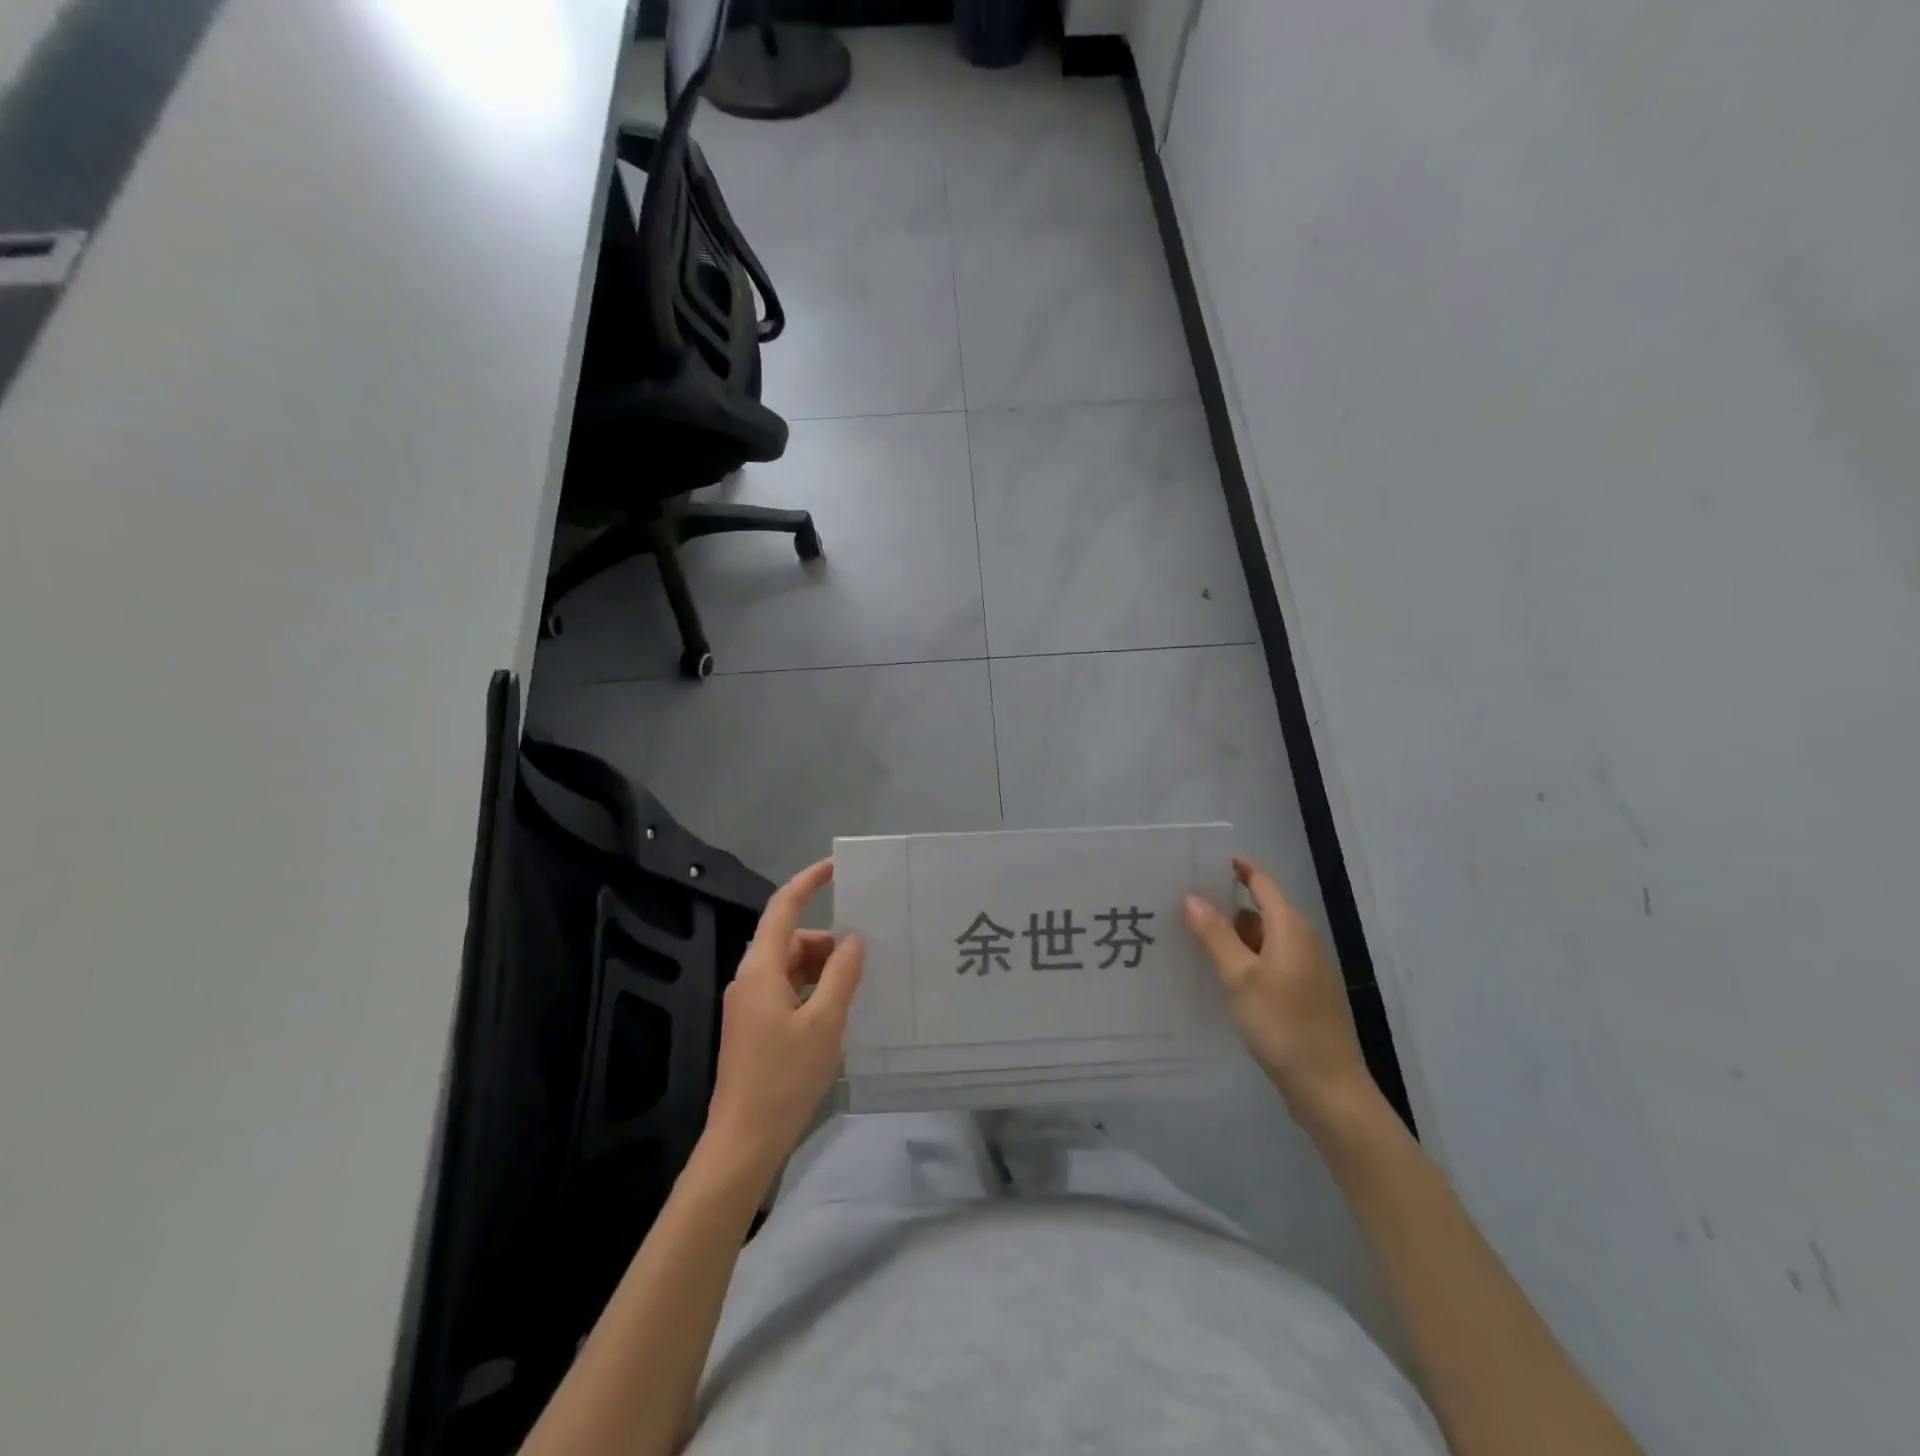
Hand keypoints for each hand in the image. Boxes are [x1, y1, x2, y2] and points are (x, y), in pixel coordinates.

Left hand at [703, 859, 863, 1183]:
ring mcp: (748, 1005)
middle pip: (789, 939)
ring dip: (821, 968)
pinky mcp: (753, 1027)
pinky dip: (811, 989)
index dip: (808, 882)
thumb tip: (853, 939)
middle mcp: (749, 979)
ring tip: (855, 986)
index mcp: (760, 969)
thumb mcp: (825, 1022)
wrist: (743, 1142)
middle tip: (864, 956)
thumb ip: (841, 974)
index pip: (783, 908)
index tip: (836, 867)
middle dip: (826, 940)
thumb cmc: (784, 1077)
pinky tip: (835, 1011)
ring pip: (789, 966)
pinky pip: (786, 990)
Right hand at [1182, 856, 1375, 1125]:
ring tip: (1190, 934)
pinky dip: (1242, 959)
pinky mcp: (1300, 994)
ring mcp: (1304, 970)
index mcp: (1291, 929)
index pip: (1262, 883)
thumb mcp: (1240, 978)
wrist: (1328, 1089)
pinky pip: (1266, 962)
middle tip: (1181, 900)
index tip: (1202, 859)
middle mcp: (1301, 941)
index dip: (1237, 868)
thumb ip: (1215, 935)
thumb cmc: (1283, 1026)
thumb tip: (1191, 897)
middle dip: (1224, 903)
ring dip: (1231, 934)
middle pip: (1260, 909)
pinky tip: (1217, 973)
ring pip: (1262, 938)